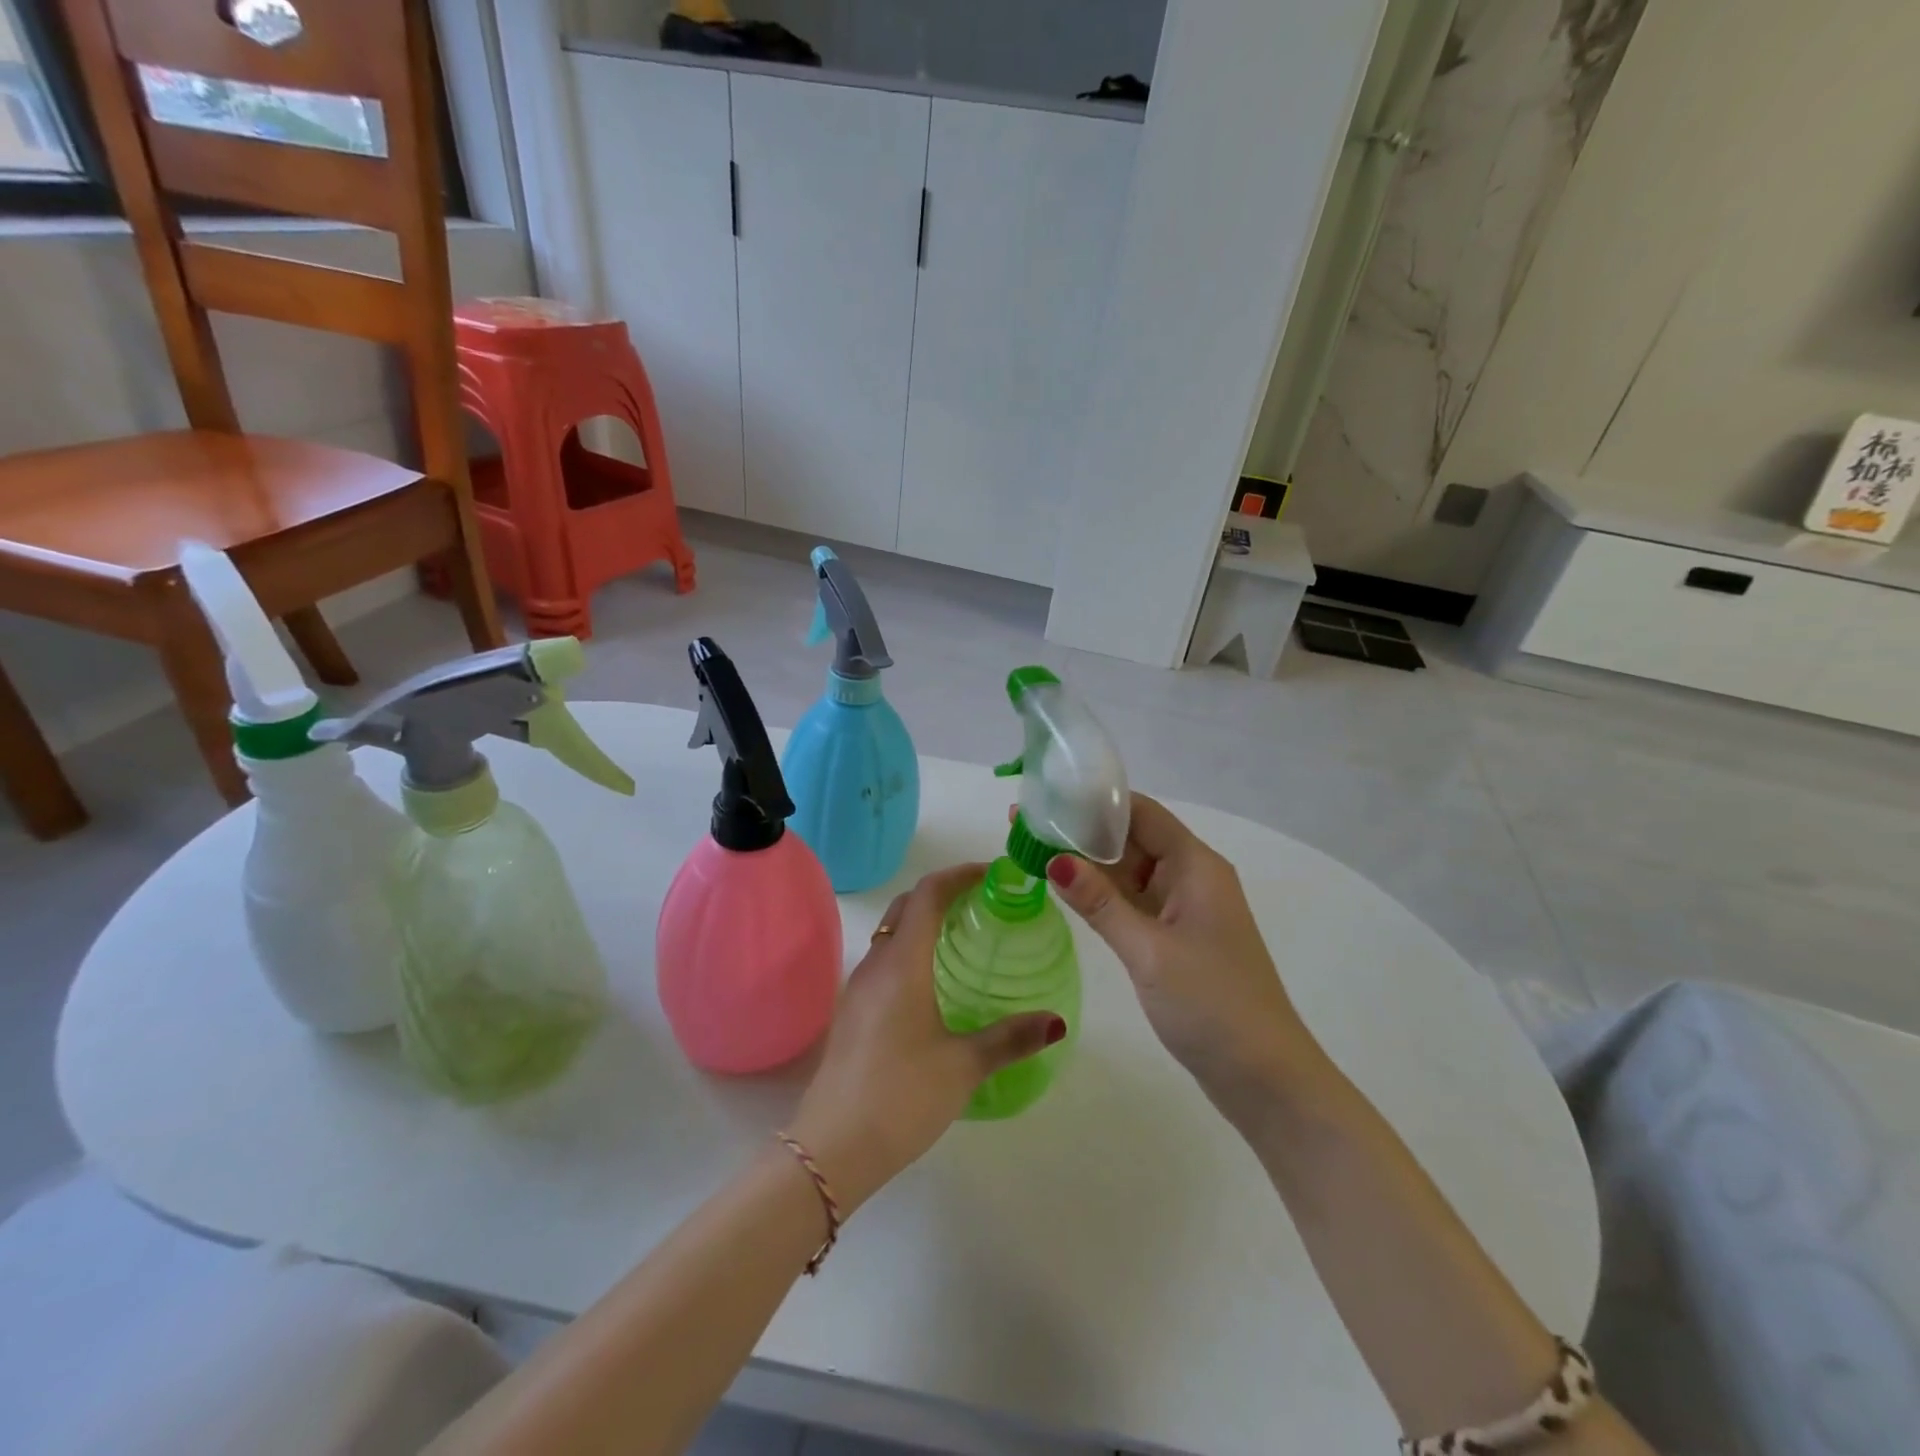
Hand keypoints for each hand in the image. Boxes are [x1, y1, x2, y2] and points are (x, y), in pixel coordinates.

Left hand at [789, 864, 1065, 1211]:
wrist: (831, 1148)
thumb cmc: (901, 1096)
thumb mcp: (963, 1067)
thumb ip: (1010, 1038)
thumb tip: (1056, 1022)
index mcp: (902, 964)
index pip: (928, 894)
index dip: (959, 875)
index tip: (992, 874)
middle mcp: (876, 965)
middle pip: (907, 907)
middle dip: (943, 893)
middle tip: (984, 902)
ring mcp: (859, 989)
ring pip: (893, 934)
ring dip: (925, 922)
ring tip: (966, 937)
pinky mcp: (853, 1013)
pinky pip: (886, 961)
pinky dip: (913, 951)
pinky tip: (936, 983)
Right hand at [1043, 794, 1316, 1110]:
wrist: (1264, 1077)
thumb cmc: (1213, 1005)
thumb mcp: (1149, 951)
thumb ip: (1100, 903)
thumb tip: (1053, 859)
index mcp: (1195, 866)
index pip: (1141, 813)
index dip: (1094, 801)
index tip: (1046, 797)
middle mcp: (1190, 877)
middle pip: (1131, 838)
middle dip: (1081, 830)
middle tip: (1024, 823)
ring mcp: (1182, 909)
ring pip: (1128, 871)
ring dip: (1086, 862)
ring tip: (1032, 848)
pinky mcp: (1174, 937)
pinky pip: (1132, 902)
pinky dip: (1100, 894)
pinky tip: (1063, 889)